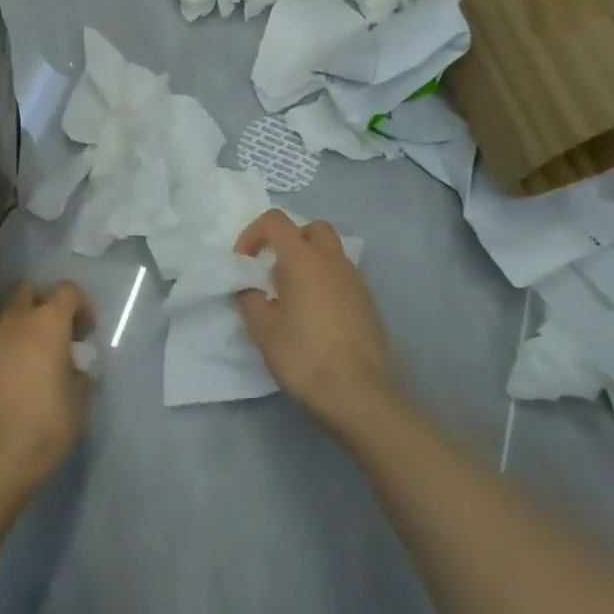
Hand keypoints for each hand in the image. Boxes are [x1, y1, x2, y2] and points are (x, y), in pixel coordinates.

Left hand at [0, 281, 95, 493]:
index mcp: (49, 321)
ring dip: (25, 325)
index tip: (86, 334)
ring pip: (9, 314)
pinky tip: (18, 376)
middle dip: (45, 303)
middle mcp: (17, 320)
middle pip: (30, 290)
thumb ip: (80, 375)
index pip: (68, 290)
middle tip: (59, 334)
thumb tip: (75, 369)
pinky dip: (8, 347)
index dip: (81, 305)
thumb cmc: (44, 423)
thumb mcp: (79, 401)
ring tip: (38, 357)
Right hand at [234, 210, 398, 433]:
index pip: (275, 221)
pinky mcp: (368, 302)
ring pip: (331, 252)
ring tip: (294, 295)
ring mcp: (355, 279)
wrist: (359, 393)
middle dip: (289, 240)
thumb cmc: (304, 355)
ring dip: (310, 261)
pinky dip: (326, 282)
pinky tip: (317, 315)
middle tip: (275, 269)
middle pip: (311, 228)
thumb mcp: (263, 330)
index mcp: (303, 258)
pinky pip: (343, 277)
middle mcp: (332, 259)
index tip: (244, 262)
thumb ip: (250, 300)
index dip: (253, 234)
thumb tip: (251, 290)